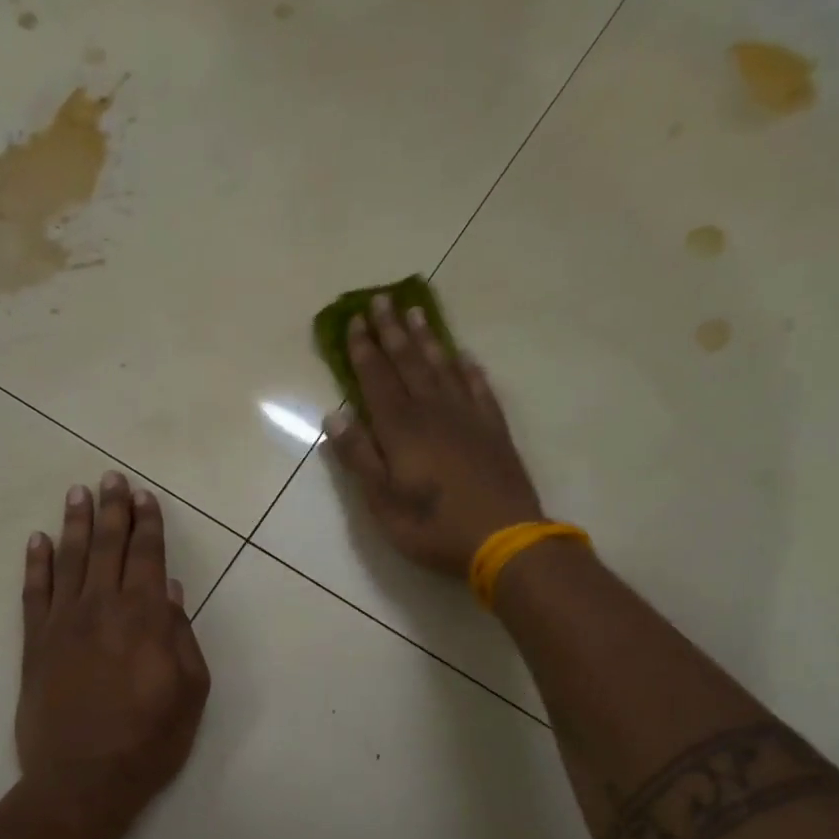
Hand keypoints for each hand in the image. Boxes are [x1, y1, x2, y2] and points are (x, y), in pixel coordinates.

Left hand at [16, 472, 210, 838]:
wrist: (82, 782)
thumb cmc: (149, 740)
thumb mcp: (190, 692)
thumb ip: (183, 636)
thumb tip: (173, 592)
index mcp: (145, 618)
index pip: (148, 557)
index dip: (147, 524)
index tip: (144, 496)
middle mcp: (102, 608)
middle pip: (107, 547)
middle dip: (112, 510)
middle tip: (111, 478)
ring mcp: (63, 623)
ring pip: (69, 560)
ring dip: (74, 524)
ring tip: (78, 493)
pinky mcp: (34, 644)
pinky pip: (33, 593)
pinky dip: (35, 564)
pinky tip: (37, 540)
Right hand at [323, 294, 543, 576]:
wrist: (504, 539)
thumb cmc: (433, 526)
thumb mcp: (382, 501)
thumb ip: (359, 457)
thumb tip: (335, 415)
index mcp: (401, 429)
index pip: (377, 379)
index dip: (364, 350)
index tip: (355, 320)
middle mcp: (434, 412)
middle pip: (409, 363)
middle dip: (392, 331)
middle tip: (382, 299)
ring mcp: (468, 418)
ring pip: (443, 368)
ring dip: (428, 339)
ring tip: (417, 312)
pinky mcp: (494, 430)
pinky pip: (479, 388)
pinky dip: (469, 369)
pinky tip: (464, 357)